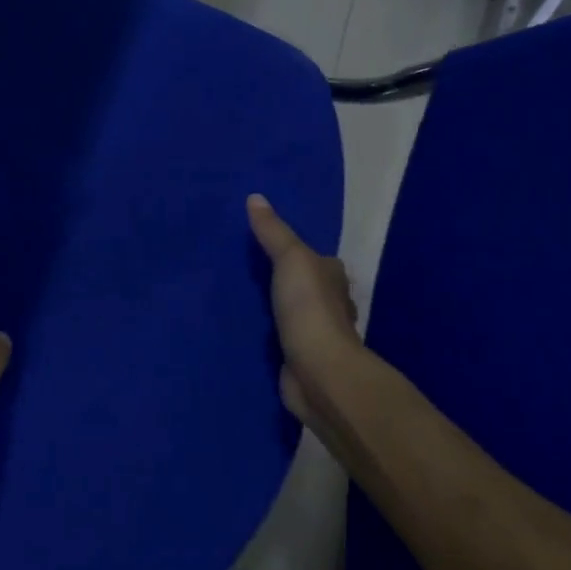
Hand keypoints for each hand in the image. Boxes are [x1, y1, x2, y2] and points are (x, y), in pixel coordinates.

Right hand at [247, 194, 360, 427]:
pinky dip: (267, 332)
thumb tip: (255, 197)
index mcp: (332, 276)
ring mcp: (315, 333)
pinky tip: (246, 328)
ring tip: (237, 295)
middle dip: (281, 279)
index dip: (292, 249)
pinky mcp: (299, 358)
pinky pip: (279, 337)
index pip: (313, 257)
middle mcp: (330, 303)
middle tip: (242, 268)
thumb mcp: (291, 259)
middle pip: (303, 284)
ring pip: (291, 312)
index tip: (260, 243)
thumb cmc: (310, 309)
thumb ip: (273, 231)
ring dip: (273, 307)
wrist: (318, 372)